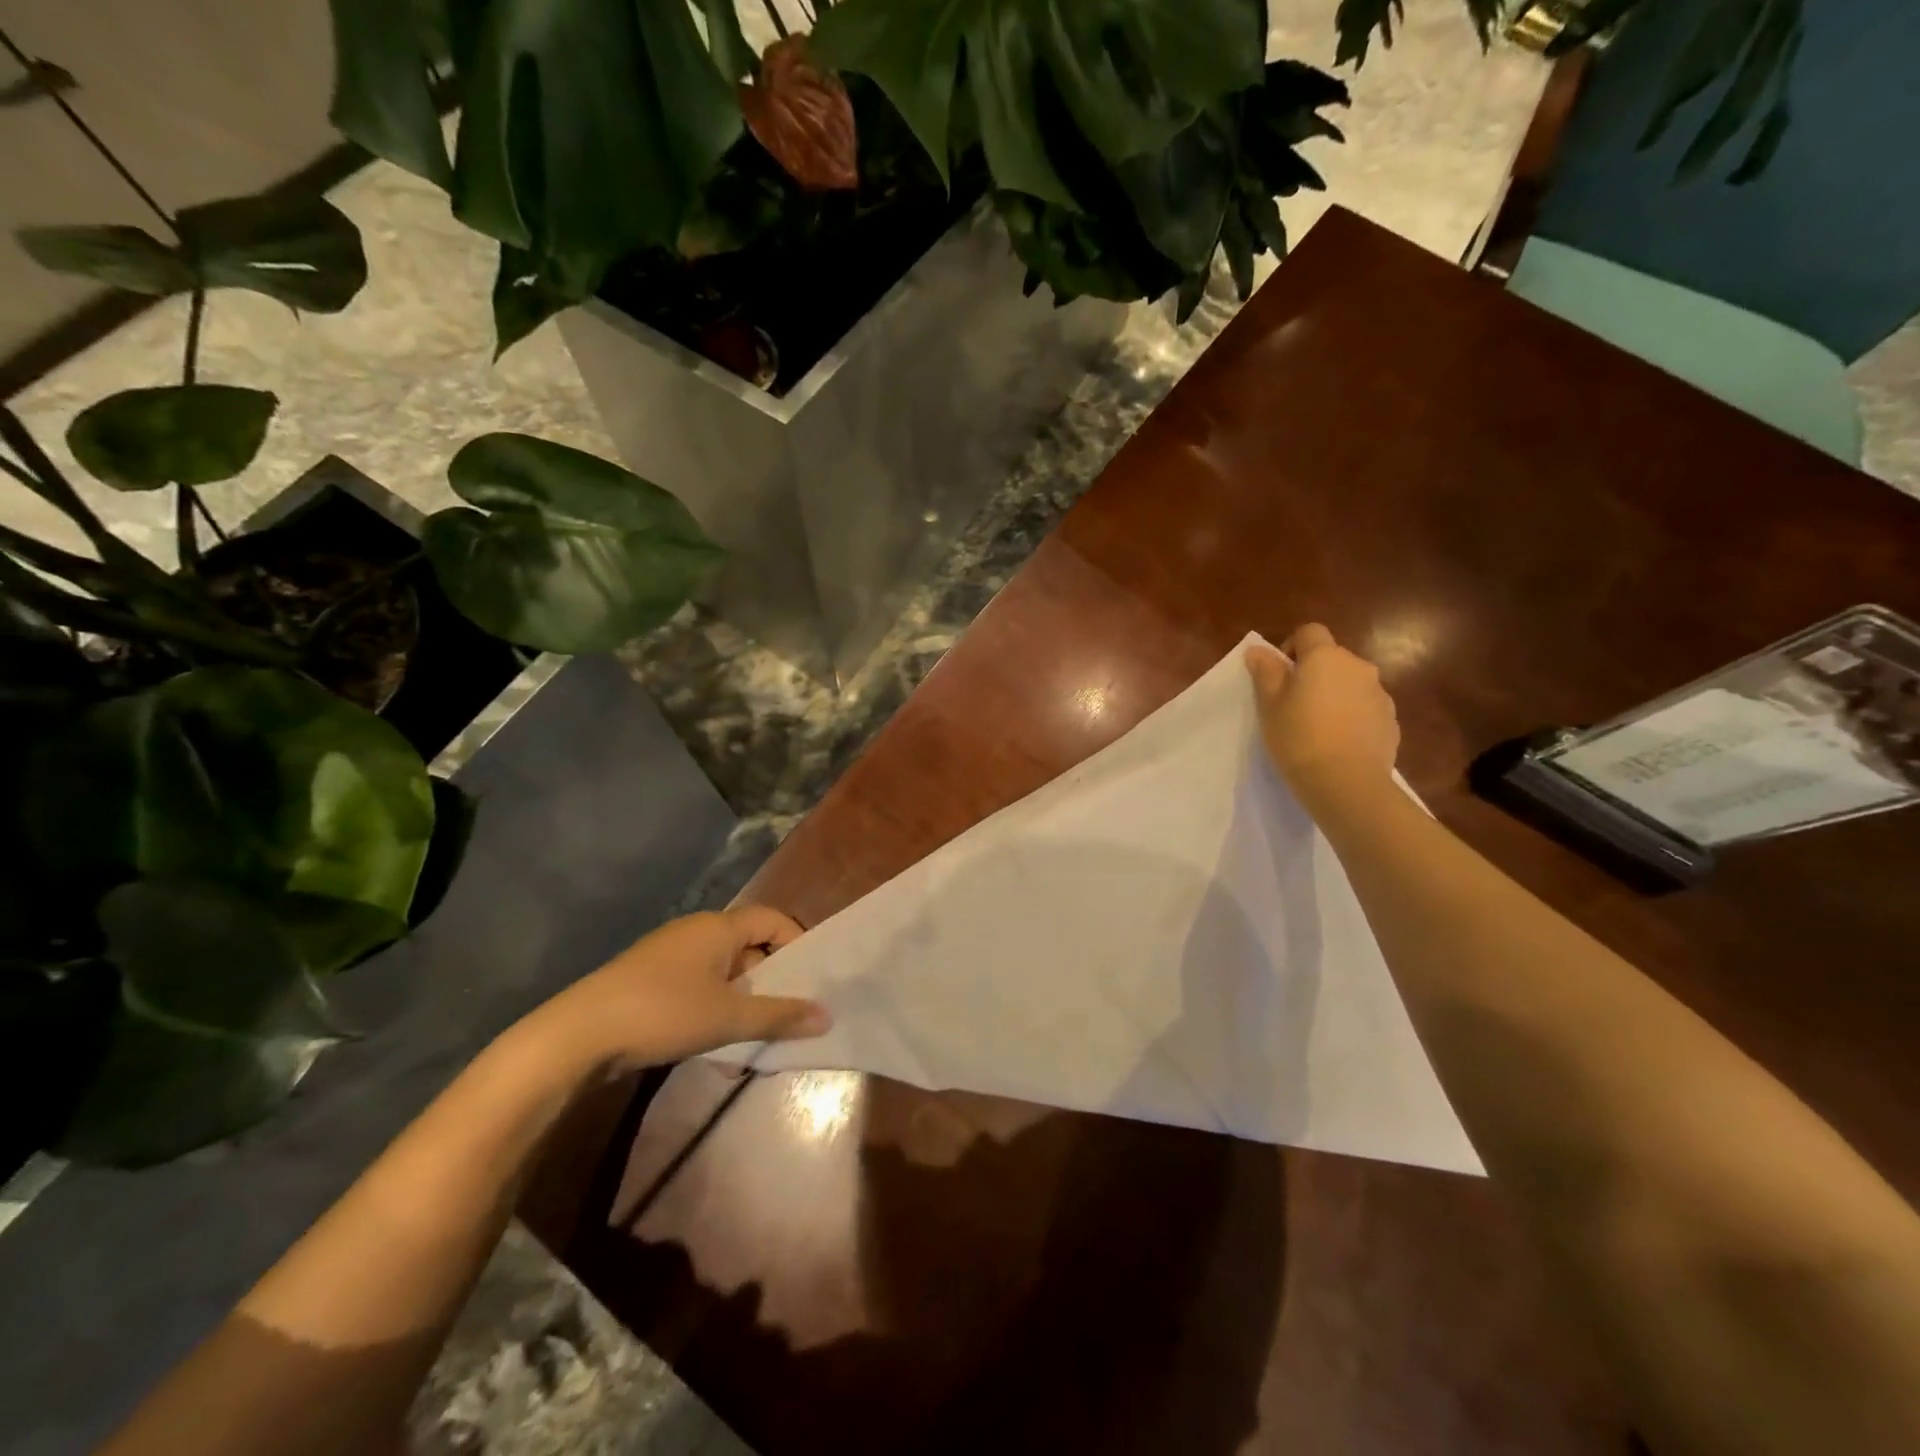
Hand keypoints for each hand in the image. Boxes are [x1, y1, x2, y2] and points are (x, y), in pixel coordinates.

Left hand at [533, 906, 830, 1074]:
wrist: (577, 1036)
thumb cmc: (663, 1013)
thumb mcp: (728, 1017)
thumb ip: (780, 1015)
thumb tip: (827, 1015)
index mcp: (718, 927)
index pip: (772, 919)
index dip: (796, 943)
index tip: (811, 978)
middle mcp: (695, 931)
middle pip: (749, 944)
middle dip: (771, 978)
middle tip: (789, 1012)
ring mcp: (668, 954)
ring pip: (723, 969)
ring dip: (742, 998)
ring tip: (756, 1034)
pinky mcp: (648, 980)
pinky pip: (697, 984)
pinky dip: (714, 1006)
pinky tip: (714, 1041)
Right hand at [1246, 624, 1399, 812]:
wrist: (1347, 783)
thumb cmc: (1299, 738)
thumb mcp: (1269, 705)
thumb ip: (1266, 672)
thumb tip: (1259, 650)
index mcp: (1326, 657)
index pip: (1310, 632)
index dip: (1292, 647)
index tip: (1280, 675)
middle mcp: (1358, 667)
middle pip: (1332, 658)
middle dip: (1314, 674)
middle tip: (1293, 705)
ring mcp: (1380, 694)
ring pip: (1350, 684)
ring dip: (1335, 695)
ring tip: (1317, 728)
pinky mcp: (1391, 721)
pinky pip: (1365, 709)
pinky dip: (1352, 717)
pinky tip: (1338, 744)